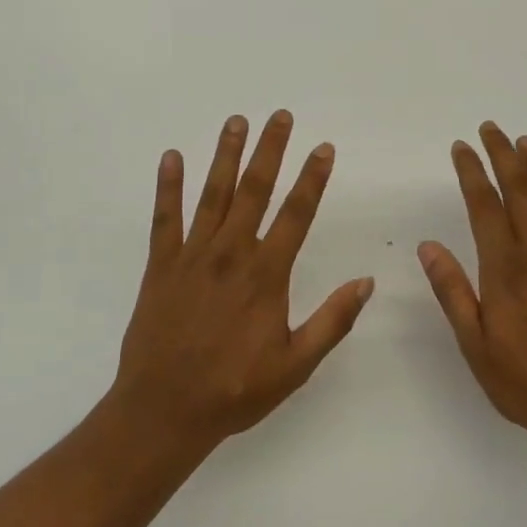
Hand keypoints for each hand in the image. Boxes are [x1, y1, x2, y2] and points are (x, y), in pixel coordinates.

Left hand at [109, 111, 373, 449]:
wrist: (164, 410)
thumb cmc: (235, 390)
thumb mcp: (295, 365)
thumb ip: (332, 321)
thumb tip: (366, 282)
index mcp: (266, 276)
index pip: (296, 215)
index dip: (312, 179)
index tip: (323, 148)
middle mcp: (230, 255)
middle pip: (254, 191)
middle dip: (270, 150)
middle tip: (280, 116)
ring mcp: (192, 257)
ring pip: (212, 195)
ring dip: (225, 155)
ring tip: (236, 121)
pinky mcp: (160, 266)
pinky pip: (164, 218)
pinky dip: (168, 186)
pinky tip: (172, 157)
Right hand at [418, 122, 526, 444]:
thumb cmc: (524, 381)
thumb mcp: (474, 345)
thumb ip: (453, 292)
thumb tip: (429, 246)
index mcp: (506, 272)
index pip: (486, 208)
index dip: (472, 173)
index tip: (461, 147)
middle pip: (521, 192)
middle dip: (504, 156)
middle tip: (491, 128)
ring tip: (524, 141)